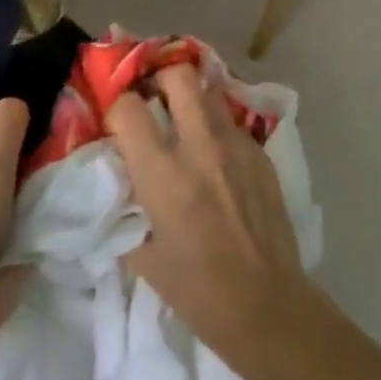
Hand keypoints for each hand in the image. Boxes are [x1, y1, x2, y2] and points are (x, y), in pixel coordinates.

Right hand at [107, 65, 313, 370]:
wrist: (265, 303)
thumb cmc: (198, 291)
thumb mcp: (146, 260)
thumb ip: (129, 215)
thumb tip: (121, 190)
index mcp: (164, 174)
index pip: (129, 108)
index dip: (117, 105)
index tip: (115, 117)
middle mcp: (200, 146)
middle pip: (179, 76)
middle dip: (161, 77)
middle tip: (153, 96)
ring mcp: (235, 144)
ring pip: (210, 91)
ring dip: (192, 97)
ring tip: (184, 117)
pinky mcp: (259, 151)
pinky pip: (232, 122)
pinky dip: (217, 126)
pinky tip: (216, 153)